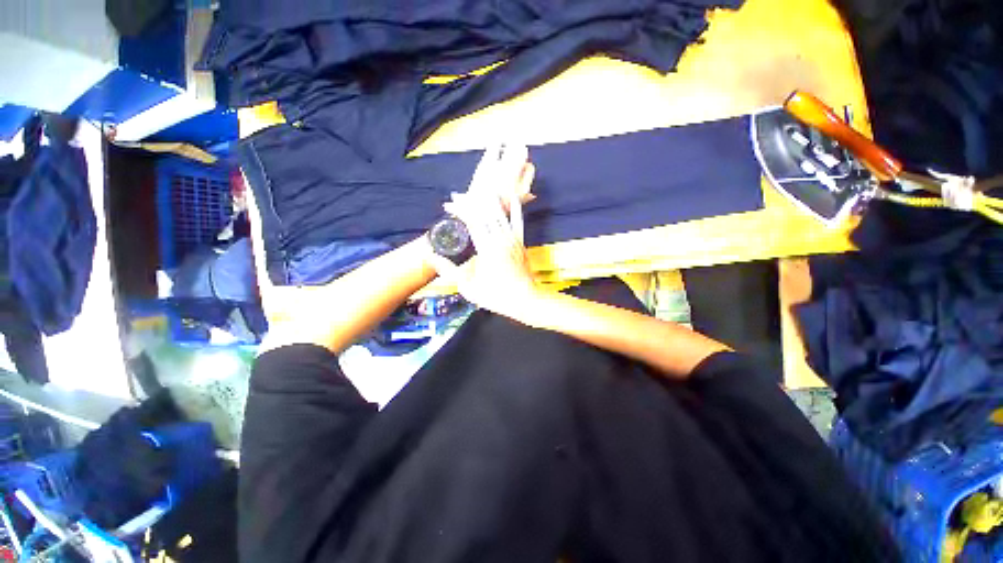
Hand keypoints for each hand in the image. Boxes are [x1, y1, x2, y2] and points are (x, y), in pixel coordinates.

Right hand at [428, 144, 541, 320]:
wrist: (525, 301)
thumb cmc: (495, 297)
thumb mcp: (467, 288)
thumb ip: (449, 270)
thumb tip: (430, 255)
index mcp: (487, 250)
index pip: (472, 222)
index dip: (459, 210)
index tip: (448, 205)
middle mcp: (500, 240)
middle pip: (484, 213)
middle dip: (469, 202)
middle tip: (456, 196)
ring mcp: (513, 240)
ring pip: (500, 213)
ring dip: (487, 200)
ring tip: (476, 189)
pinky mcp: (521, 242)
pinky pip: (518, 221)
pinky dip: (515, 207)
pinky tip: (512, 195)